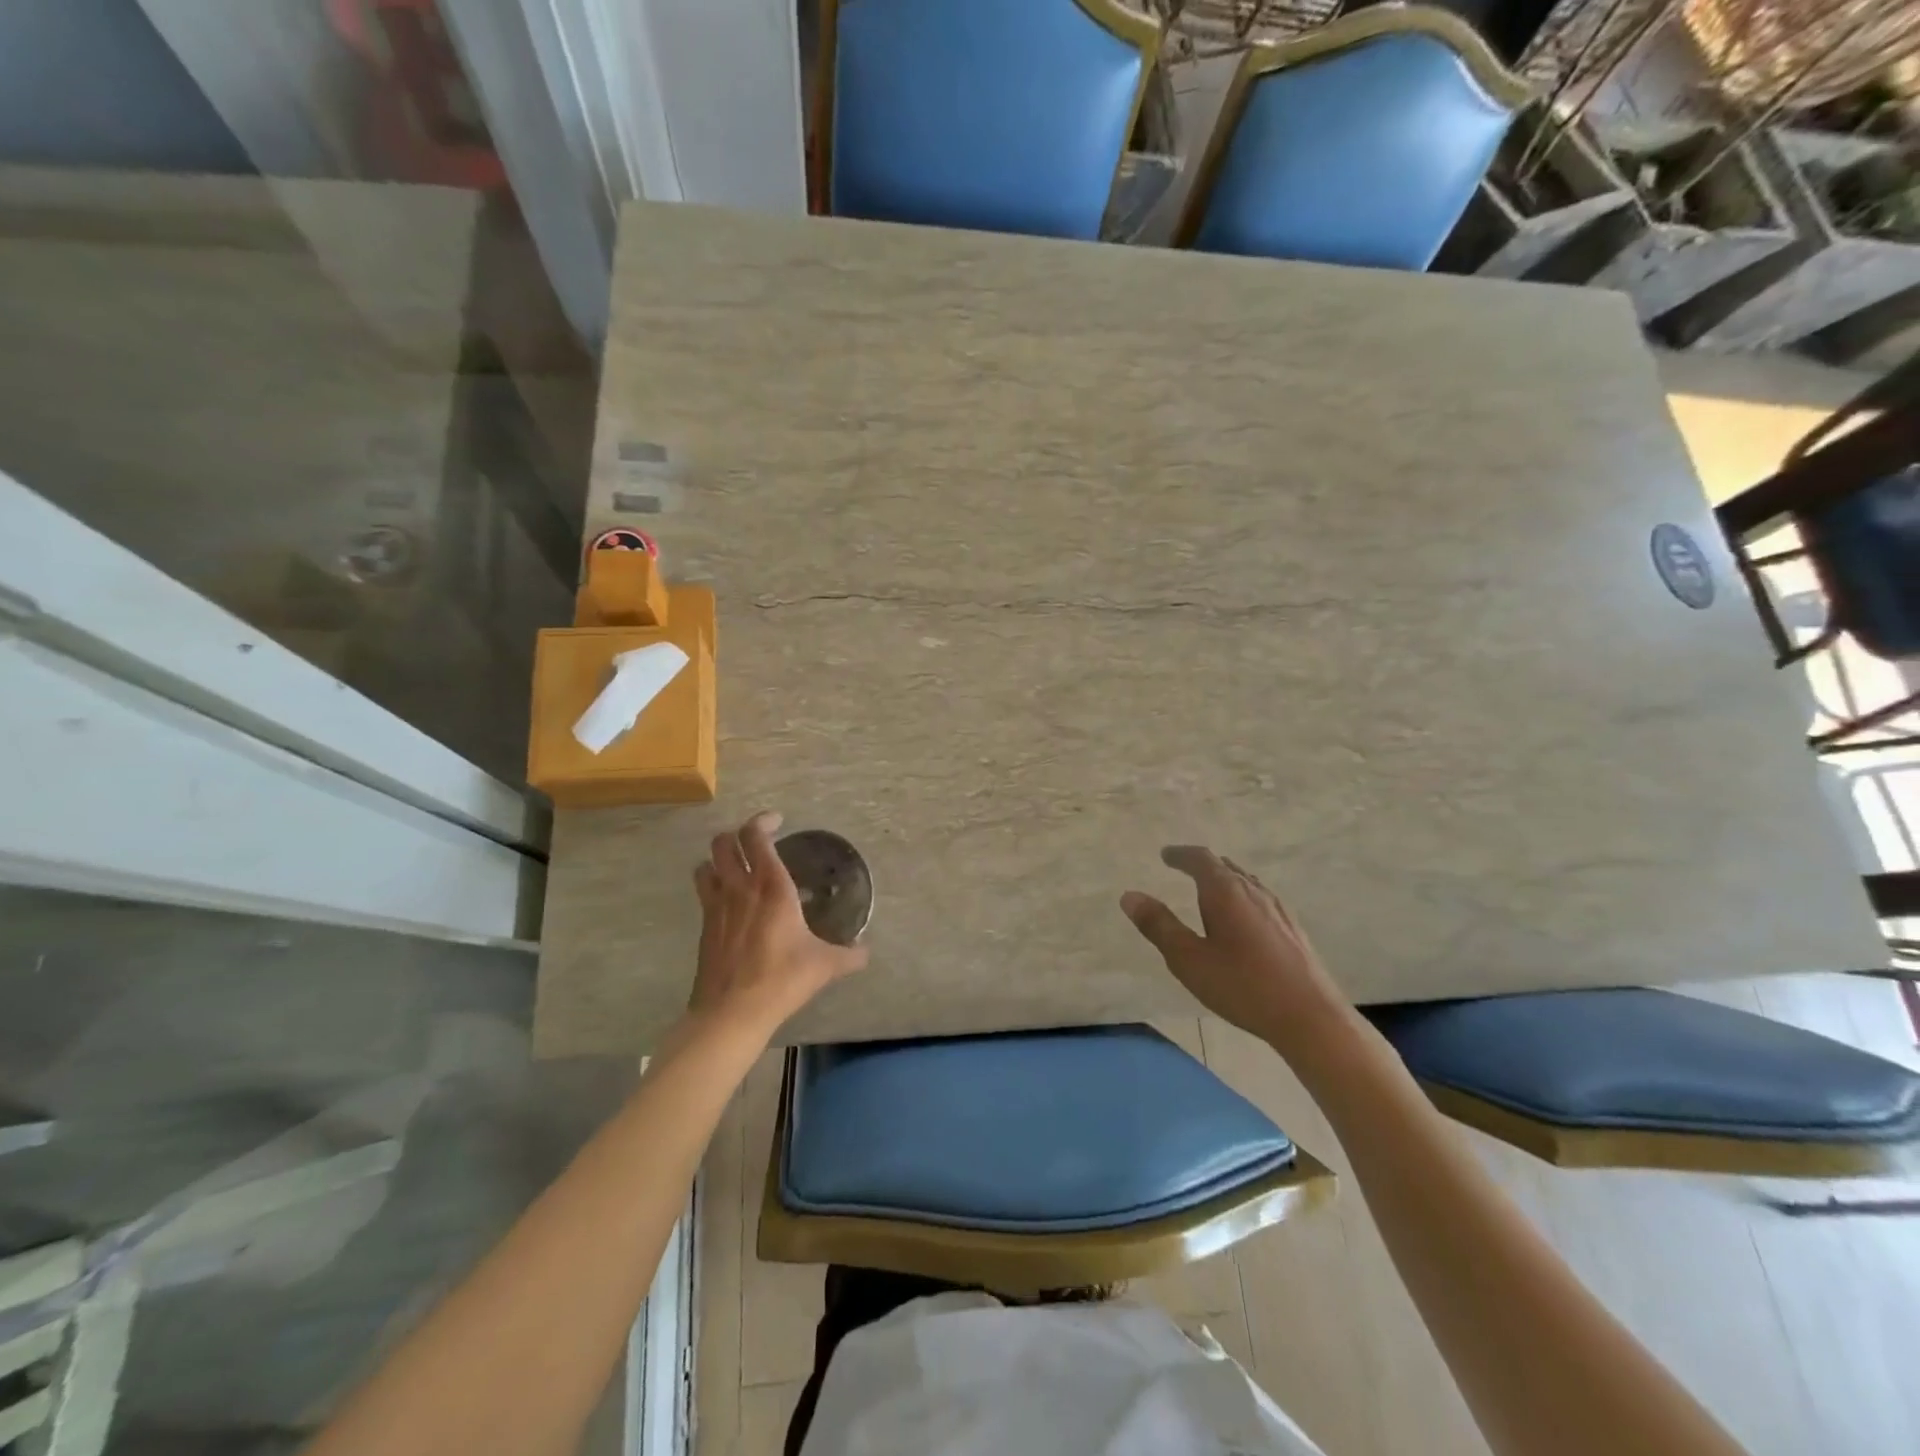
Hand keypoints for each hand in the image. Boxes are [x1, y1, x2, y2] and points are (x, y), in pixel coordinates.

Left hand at [689, 811, 868, 1035]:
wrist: (732, 1012)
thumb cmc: (783, 978)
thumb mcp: (825, 965)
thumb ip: (849, 955)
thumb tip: (866, 952)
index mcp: (772, 887)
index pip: (756, 836)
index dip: (763, 820)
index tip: (777, 820)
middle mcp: (740, 888)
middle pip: (724, 842)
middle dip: (737, 834)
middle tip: (756, 841)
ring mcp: (716, 906)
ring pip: (706, 863)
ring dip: (718, 858)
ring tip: (736, 866)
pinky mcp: (704, 927)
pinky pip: (703, 891)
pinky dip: (713, 884)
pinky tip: (730, 902)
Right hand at [1121, 846, 1351, 1053]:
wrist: (1311, 1017)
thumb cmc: (1242, 985)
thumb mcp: (1188, 959)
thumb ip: (1158, 925)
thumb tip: (1129, 896)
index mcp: (1225, 891)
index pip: (1200, 859)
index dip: (1180, 854)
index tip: (1166, 855)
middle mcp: (1253, 892)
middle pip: (1225, 867)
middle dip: (1202, 865)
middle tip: (1183, 868)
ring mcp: (1278, 910)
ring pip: (1246, 883)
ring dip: (1224, 880)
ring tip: (1210, 891)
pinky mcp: (1293, 930)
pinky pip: (1260, 900)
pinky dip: (1242, 898)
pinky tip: (1243, 921)